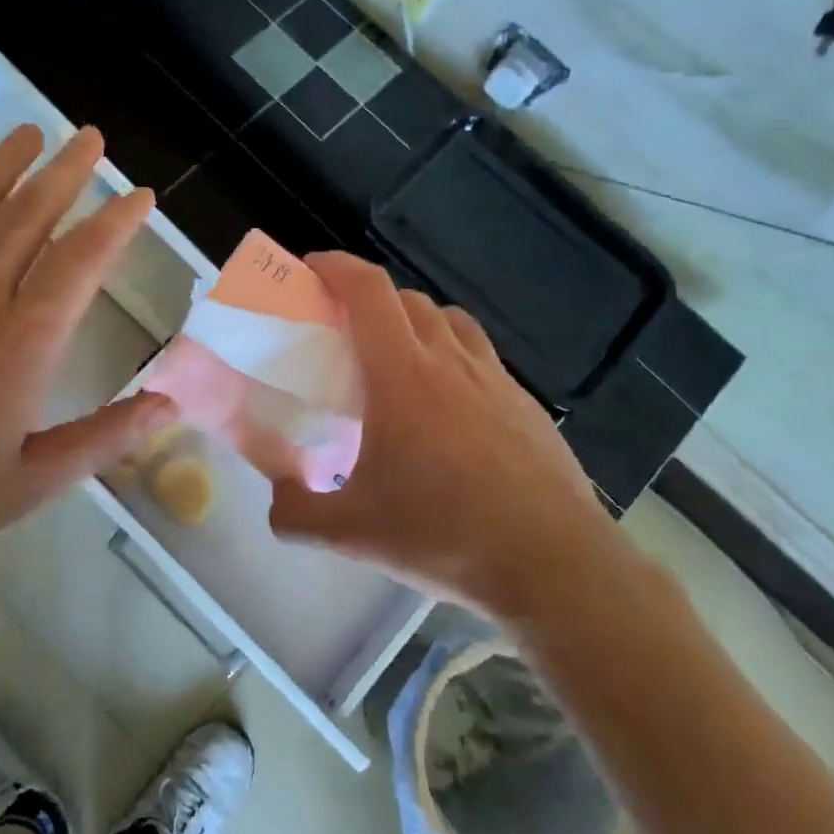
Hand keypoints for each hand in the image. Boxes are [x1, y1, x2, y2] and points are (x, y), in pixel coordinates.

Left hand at [0, 125, 174, 594]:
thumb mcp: (29, 484)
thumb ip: (103, 438)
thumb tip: (168, 405)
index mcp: (21, 343)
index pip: (82, 260)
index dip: (117, 221)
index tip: (140, 196)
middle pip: (28, 212)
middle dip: (68, 170)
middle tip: (92, 137)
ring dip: (6, 160)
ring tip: (33, 133)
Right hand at [267, 252, 609, 609]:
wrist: (553, 566)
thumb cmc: (443, 535)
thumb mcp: (349, 534)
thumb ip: (294, 512)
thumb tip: (279, 497)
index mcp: (403, 377)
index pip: (369, 291)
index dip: (337, 267)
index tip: (311, 269)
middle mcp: (451, 363)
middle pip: (408, 300)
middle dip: (370, 299)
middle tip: (345, 333)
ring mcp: (497, 382)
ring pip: (451, 323)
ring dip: (416, 324)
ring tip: (397, 362)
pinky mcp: (527, 407)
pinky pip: (482, 360)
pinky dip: (454, 361)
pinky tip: (448, 413)